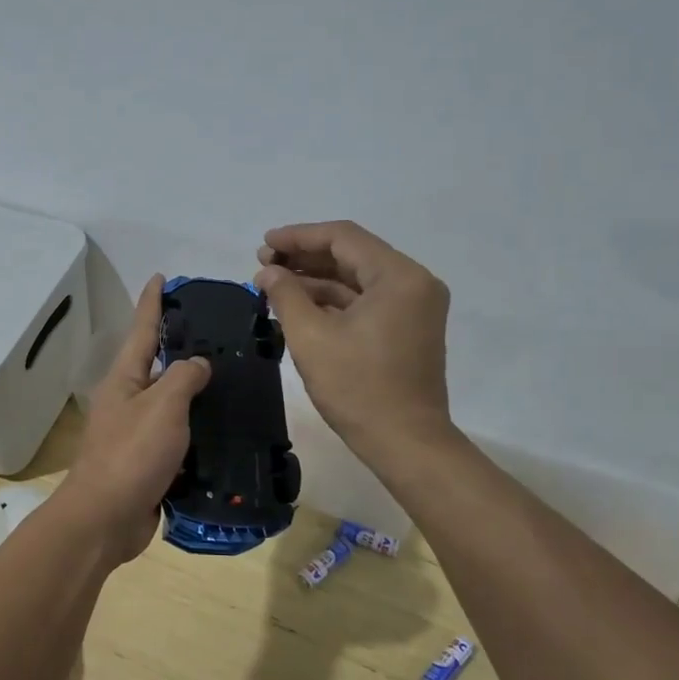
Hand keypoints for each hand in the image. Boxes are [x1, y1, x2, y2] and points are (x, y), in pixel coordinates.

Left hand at [60, 276, 210, 563]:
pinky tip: (225, 429)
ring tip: (232, 379)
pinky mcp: (149, 463)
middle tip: (219, 333)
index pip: (141, 329)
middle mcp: (128, 400)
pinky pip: (178, 437)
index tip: (161, 277)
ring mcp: (136, 433)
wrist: (105, 520)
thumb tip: (197, 364)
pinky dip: (199, 430)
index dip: (152, 302)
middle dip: (182, 347)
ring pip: (171, 403)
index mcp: (124, 379)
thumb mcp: (162, 406)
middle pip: (157, 364)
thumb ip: (184, 377)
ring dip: (196, 392)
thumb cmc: (131, 454)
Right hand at [256, 221, 452, 459]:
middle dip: (305, 257)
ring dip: (317, 279)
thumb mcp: (311, 338)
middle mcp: (413, 282)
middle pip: (352, 255)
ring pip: (358, 278)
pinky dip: (334, 300)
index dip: (299, 236)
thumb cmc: (358, 388)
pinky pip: (367, 300)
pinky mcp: (408, 327)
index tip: (264, 244)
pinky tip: (299, 304)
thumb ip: (286, 295)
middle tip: (264, 264)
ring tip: (274, 284)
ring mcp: (414, 306)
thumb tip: (268, 271)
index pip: (343, 238)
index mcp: (398, 276)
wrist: (406, 443)